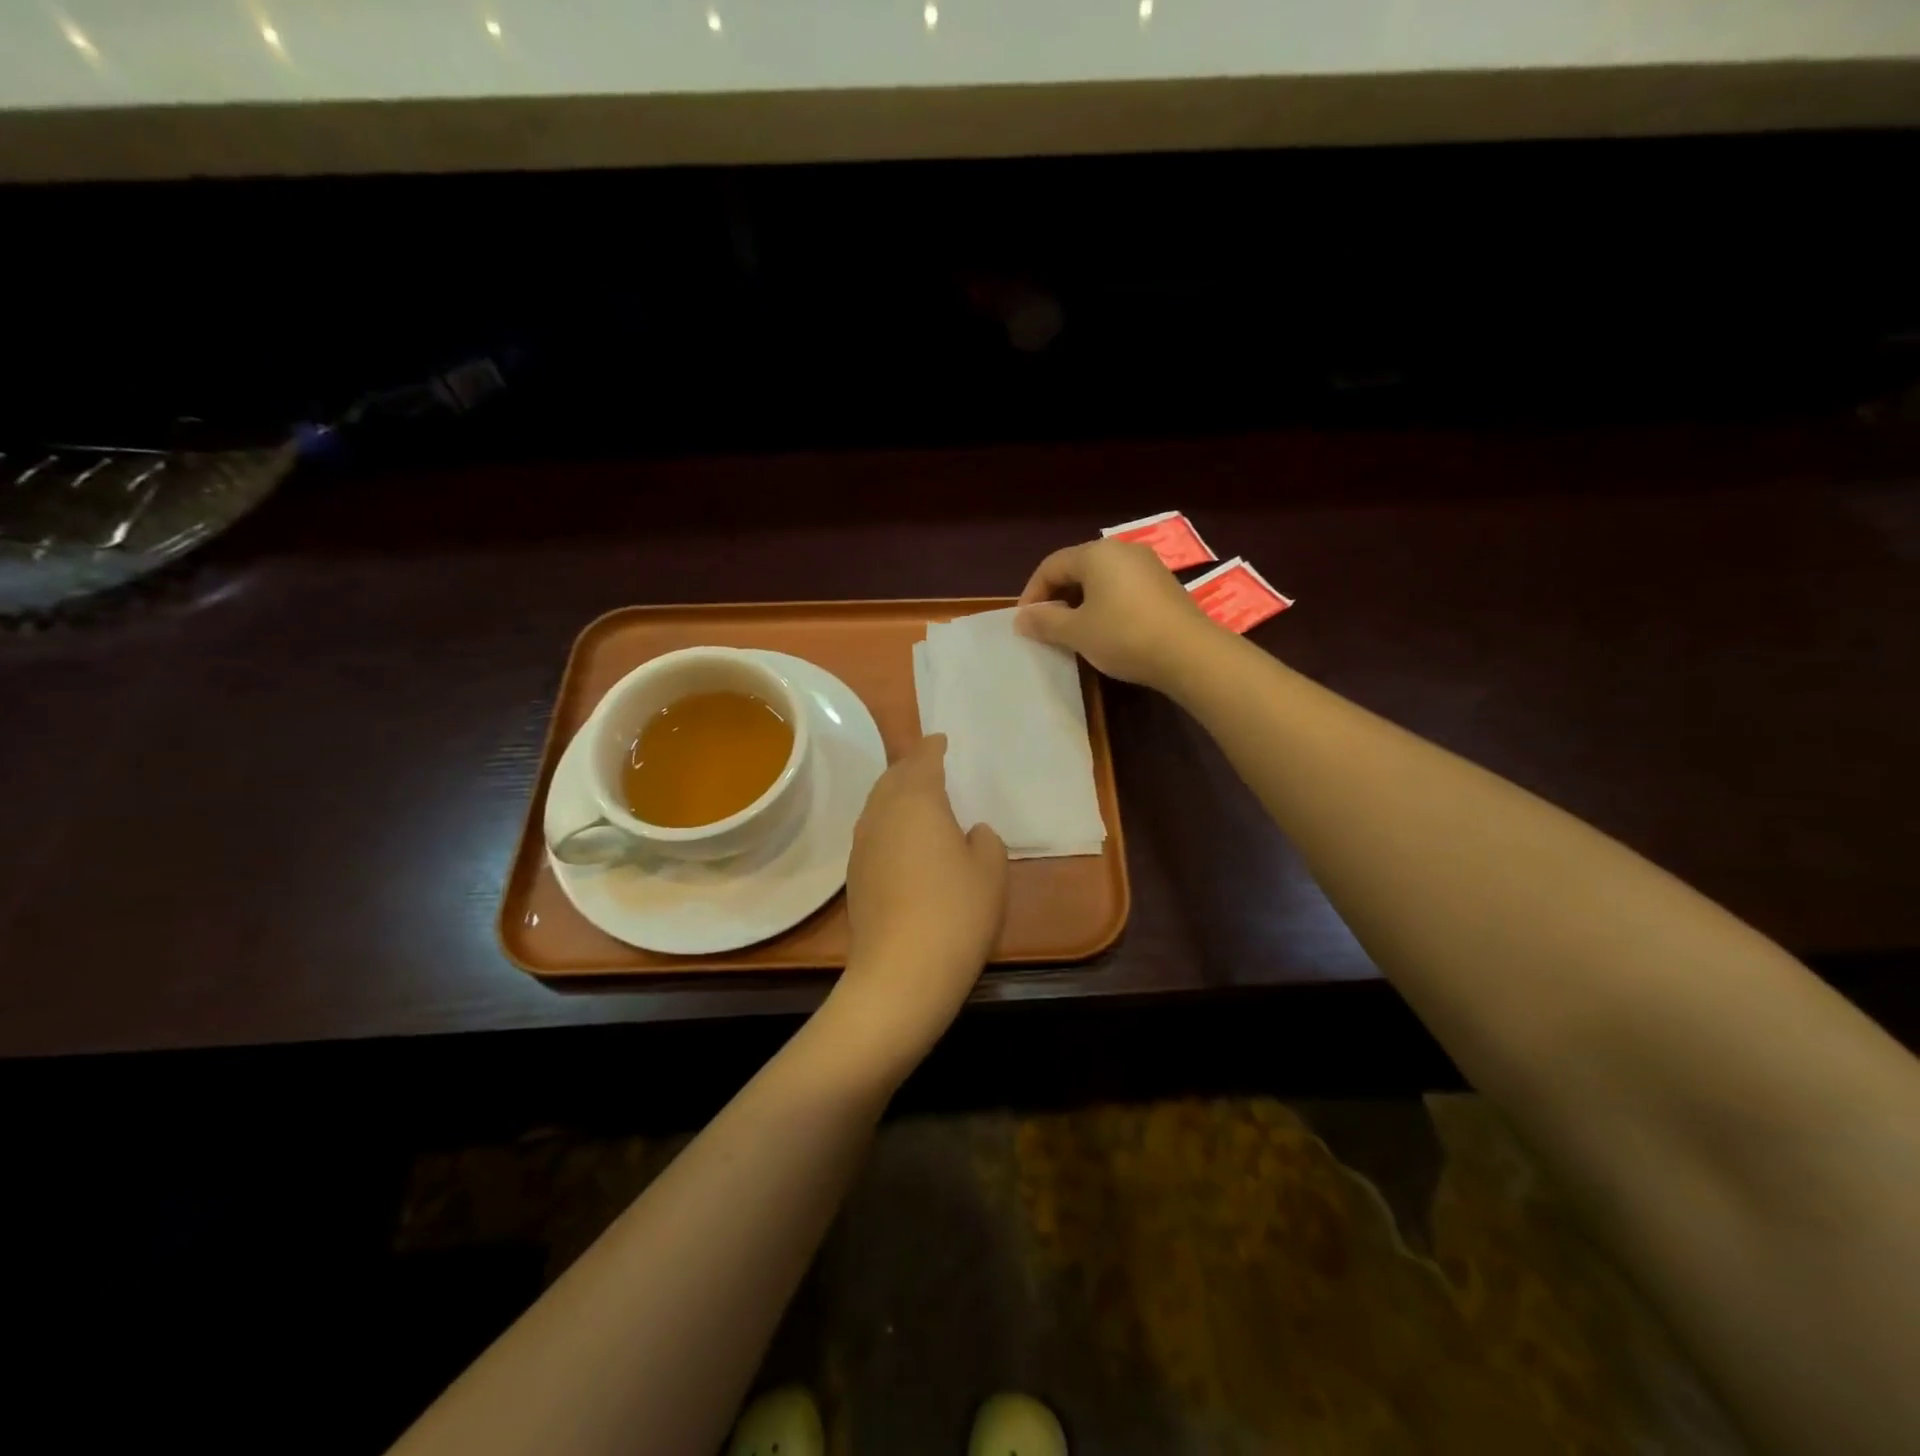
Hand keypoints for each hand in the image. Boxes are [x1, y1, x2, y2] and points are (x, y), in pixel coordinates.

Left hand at [828, 735, 1007, 1076]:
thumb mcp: (991, 871)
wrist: (901, 972)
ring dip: (895, 795)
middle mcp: (882, 814)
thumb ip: (985, 841)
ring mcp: (862, 845)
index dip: (932, 748)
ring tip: (915, 799)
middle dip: (910, 768)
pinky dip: (888, 824)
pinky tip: (902, 841)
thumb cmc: (956, 912)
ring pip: (877, 806)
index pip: (922, 760)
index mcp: (917, 801)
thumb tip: (970, 833)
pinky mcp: (854, 876)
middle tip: (928, 765)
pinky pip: (872, 833)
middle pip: (892, 779)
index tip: (940, 740)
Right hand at [1013, 537, 1221, 689]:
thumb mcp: (1077, 632)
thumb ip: (1045, 621)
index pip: (1051, 565)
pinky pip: (1122, 589)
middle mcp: (1122, 550)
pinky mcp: (1164, 586)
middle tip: (1045, 627)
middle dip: (1056, 597)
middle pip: (1077, 568)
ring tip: (1072, 632)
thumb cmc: (1123, 636)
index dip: (1032, 593)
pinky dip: (1105, 606)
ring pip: (1101, 580)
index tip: (1024, 622)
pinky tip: (1104, 631)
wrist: (1189, 654)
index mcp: (1096, 553)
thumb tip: (1022, 618)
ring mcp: (1147, 567)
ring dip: (1080, 603)